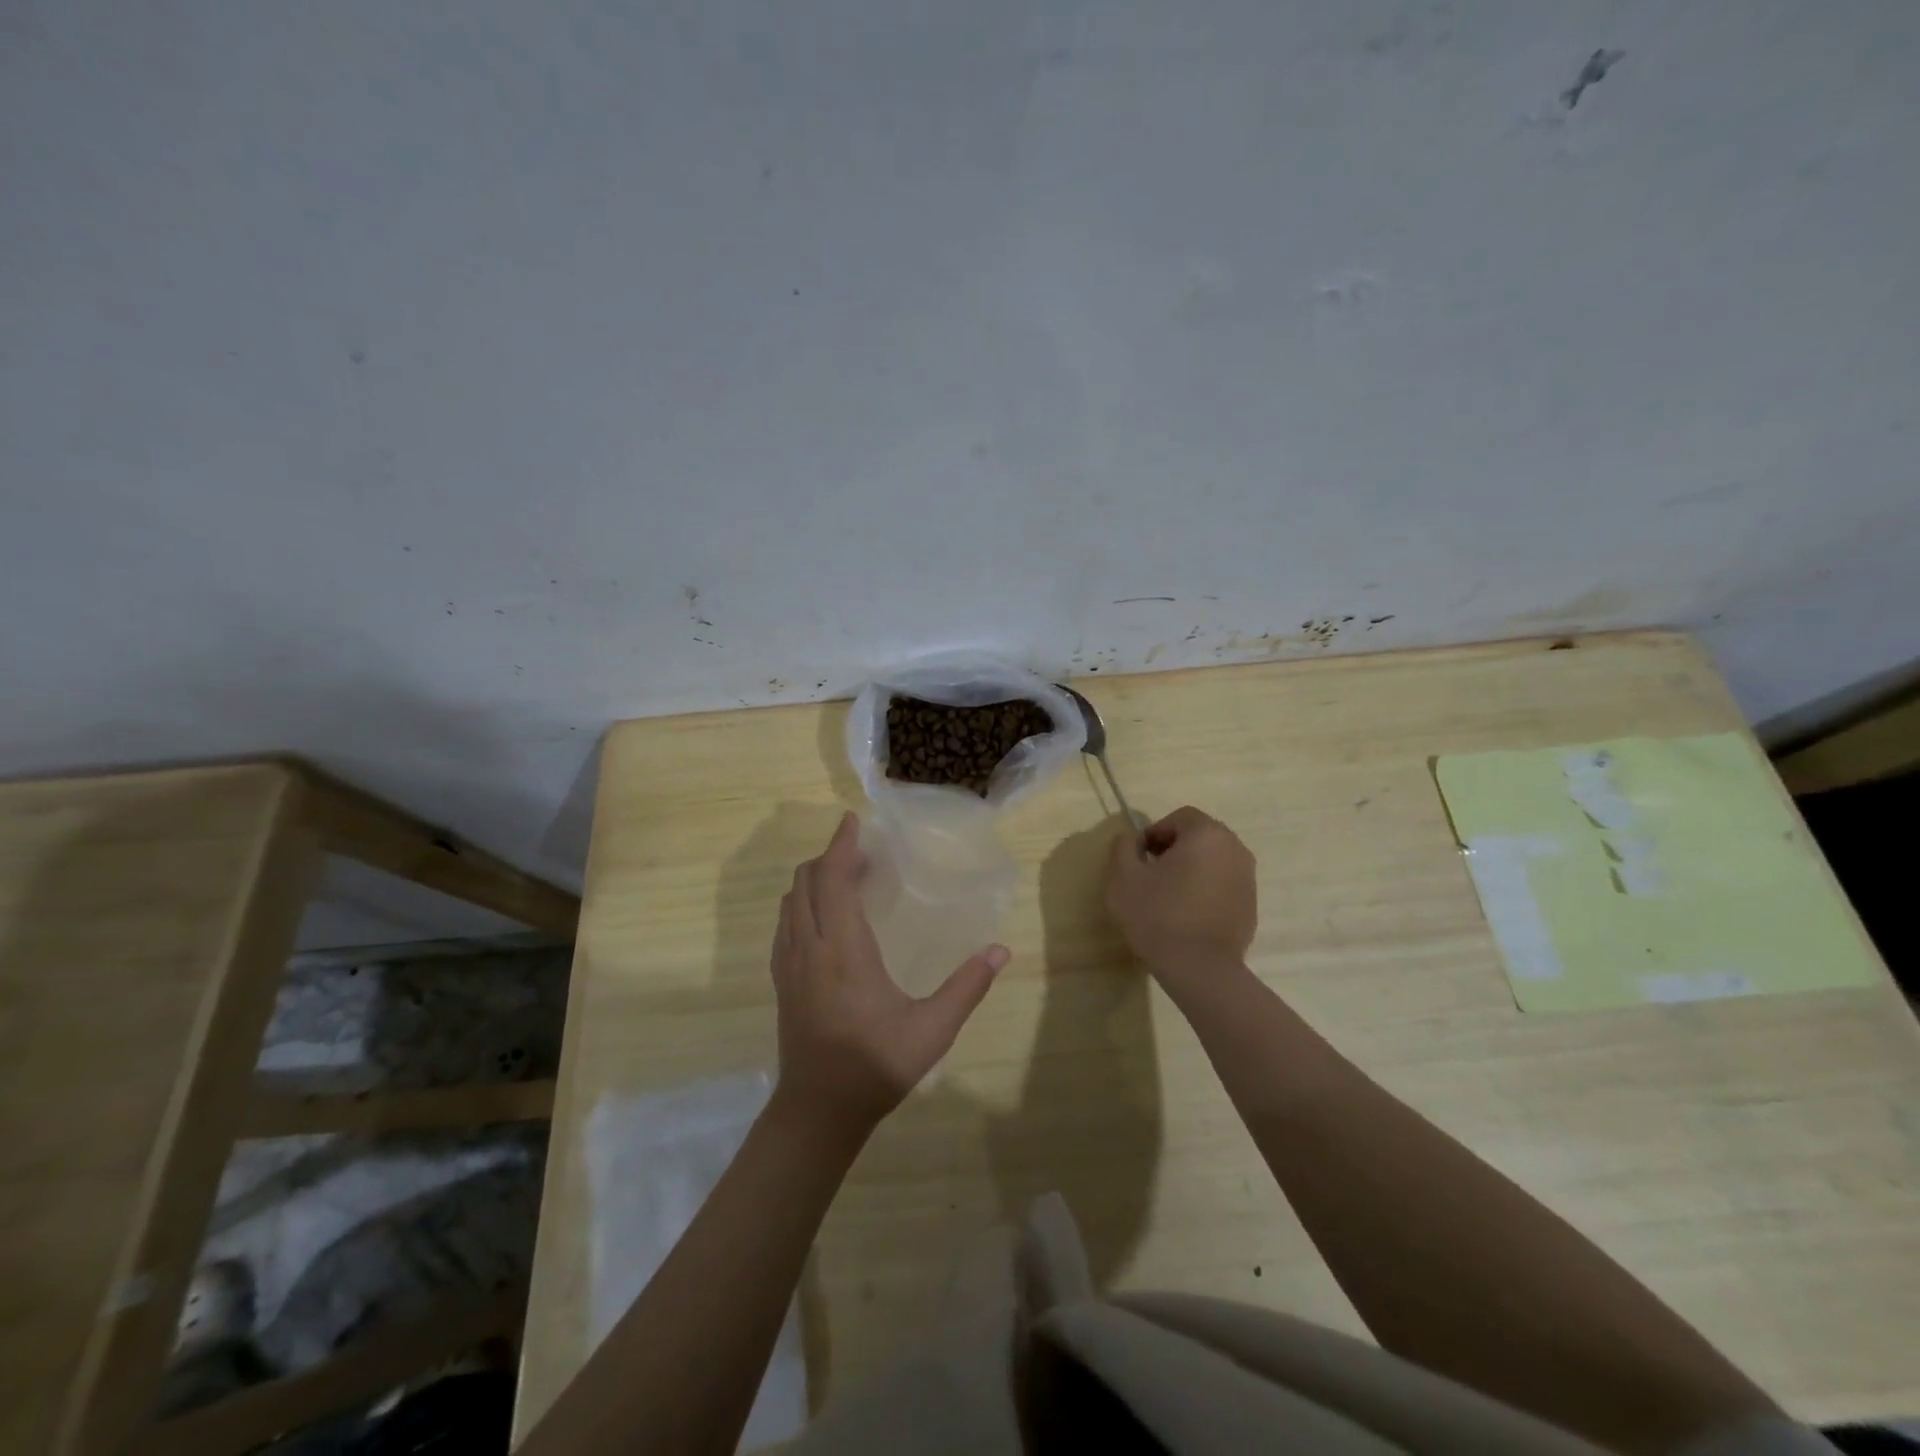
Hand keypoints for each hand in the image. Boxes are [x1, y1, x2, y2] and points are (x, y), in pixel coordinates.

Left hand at [770, 811, 1008, 1137]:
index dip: (841, 845)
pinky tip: (825, 918)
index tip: (852, 820)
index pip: (832, 879)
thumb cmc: (875, 1066)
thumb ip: (967, 987)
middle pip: (805, 882)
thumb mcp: (931, 1030)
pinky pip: (786, 924)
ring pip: (791, 902)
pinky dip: (802, 903)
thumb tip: (1001, 950)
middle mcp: (809, 947)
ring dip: (813, 879)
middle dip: (829, 857)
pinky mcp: (782, 980)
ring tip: (846, 878)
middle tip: (863, 853)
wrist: (818, 1111)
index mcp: (843, 950)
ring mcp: (789, 964)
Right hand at [1104, 806, 1257, 985]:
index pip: (1179, 817)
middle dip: (1173, 850)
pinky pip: (1222, 885)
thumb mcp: (1123, 876)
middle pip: (1198, 837)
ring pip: (1212, 861)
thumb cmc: (1158, 916)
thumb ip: (1124, 846)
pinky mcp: (1250, 905)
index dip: (1154, 833)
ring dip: (1190, 870)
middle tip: (1150, 876)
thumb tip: (1133, 838)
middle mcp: (1235, 849)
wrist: (1200, 970)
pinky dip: (1205, 890)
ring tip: (1167, 897)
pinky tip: (1187, 916)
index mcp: (1207, 834)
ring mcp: (1248, 878)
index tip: (1139, 859)